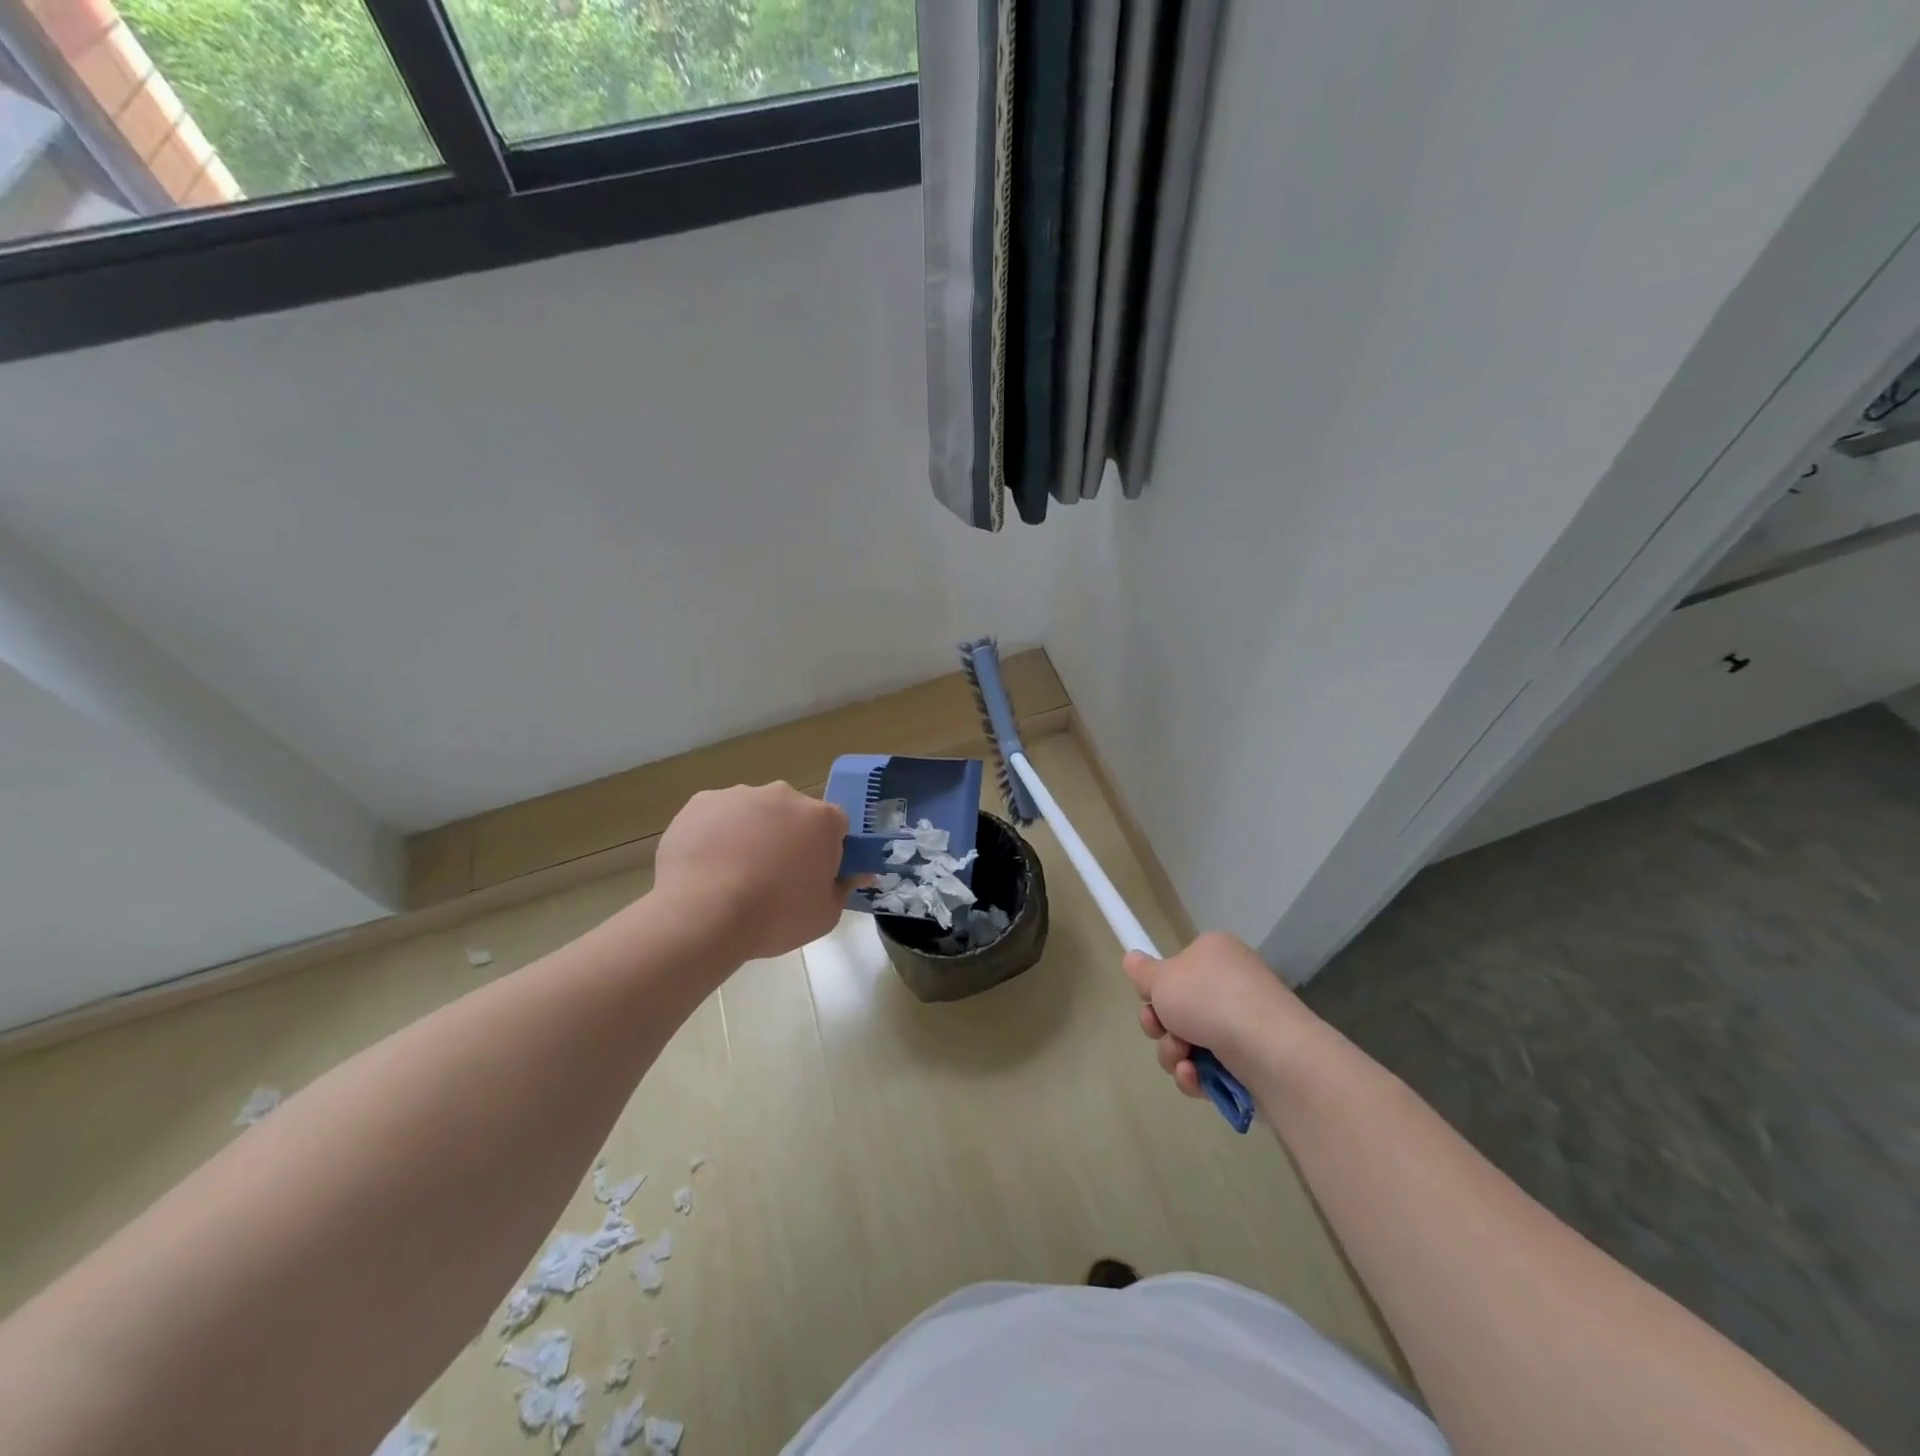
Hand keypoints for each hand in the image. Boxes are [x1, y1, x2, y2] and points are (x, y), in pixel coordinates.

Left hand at [654, 783, 856, 961]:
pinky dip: (716, 835)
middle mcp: (784, 795)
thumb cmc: (774, 916)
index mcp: (821, 818)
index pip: (836, 826)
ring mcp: (740, 794)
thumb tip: (858, 873)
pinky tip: (706, 867)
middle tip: (773, 878)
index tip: (814, 876)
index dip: (828, 850)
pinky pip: (717, 817)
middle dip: (788, 838)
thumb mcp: (824, 915)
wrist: (702, 913)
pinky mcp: (701, 802)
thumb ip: (844, 888)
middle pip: (793, 814)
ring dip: (751, 835)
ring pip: (753, 812)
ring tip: (732, 876)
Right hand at [1124, 933, 1319, 1099]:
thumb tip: (1133, 958)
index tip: (1149, 999)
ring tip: (1183, 1058)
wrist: (1274, 1053)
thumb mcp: (1163, 978)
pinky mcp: (1250, 1064)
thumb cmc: (1212, 1001)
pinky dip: (1196, 1075)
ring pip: (1189, 1042)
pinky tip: (1195, 1077)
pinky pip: (1209, 1069)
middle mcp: (1231, 985)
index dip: (1157, 986)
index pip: (1177, 967)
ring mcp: (1243, 1026)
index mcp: (1215, 954)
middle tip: (1159, 1029)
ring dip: (1174, 1052)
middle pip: (1178, 1007)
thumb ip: (1143, 972)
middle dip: (1161, 1025)